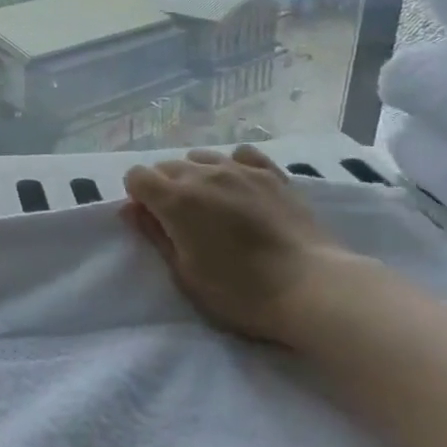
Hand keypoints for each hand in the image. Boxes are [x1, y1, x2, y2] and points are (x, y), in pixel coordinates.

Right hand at [123, 147, 361, 344]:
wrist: (314, 288)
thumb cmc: (242, 292)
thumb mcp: (186, 275)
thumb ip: (155, 236)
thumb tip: (132, 209)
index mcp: (175, 199)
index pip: (136, 176)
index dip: (139, 197)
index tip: (153, 221)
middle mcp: (203, 173)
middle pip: (167, 166)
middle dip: (166, 188)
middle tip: (183, 222)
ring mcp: (240, 169)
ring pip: (202, 158)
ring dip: (197, 177)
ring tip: (213, 205)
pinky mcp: (272, 174)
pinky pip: (241, 155)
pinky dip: (233, 166)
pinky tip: (241, 187)